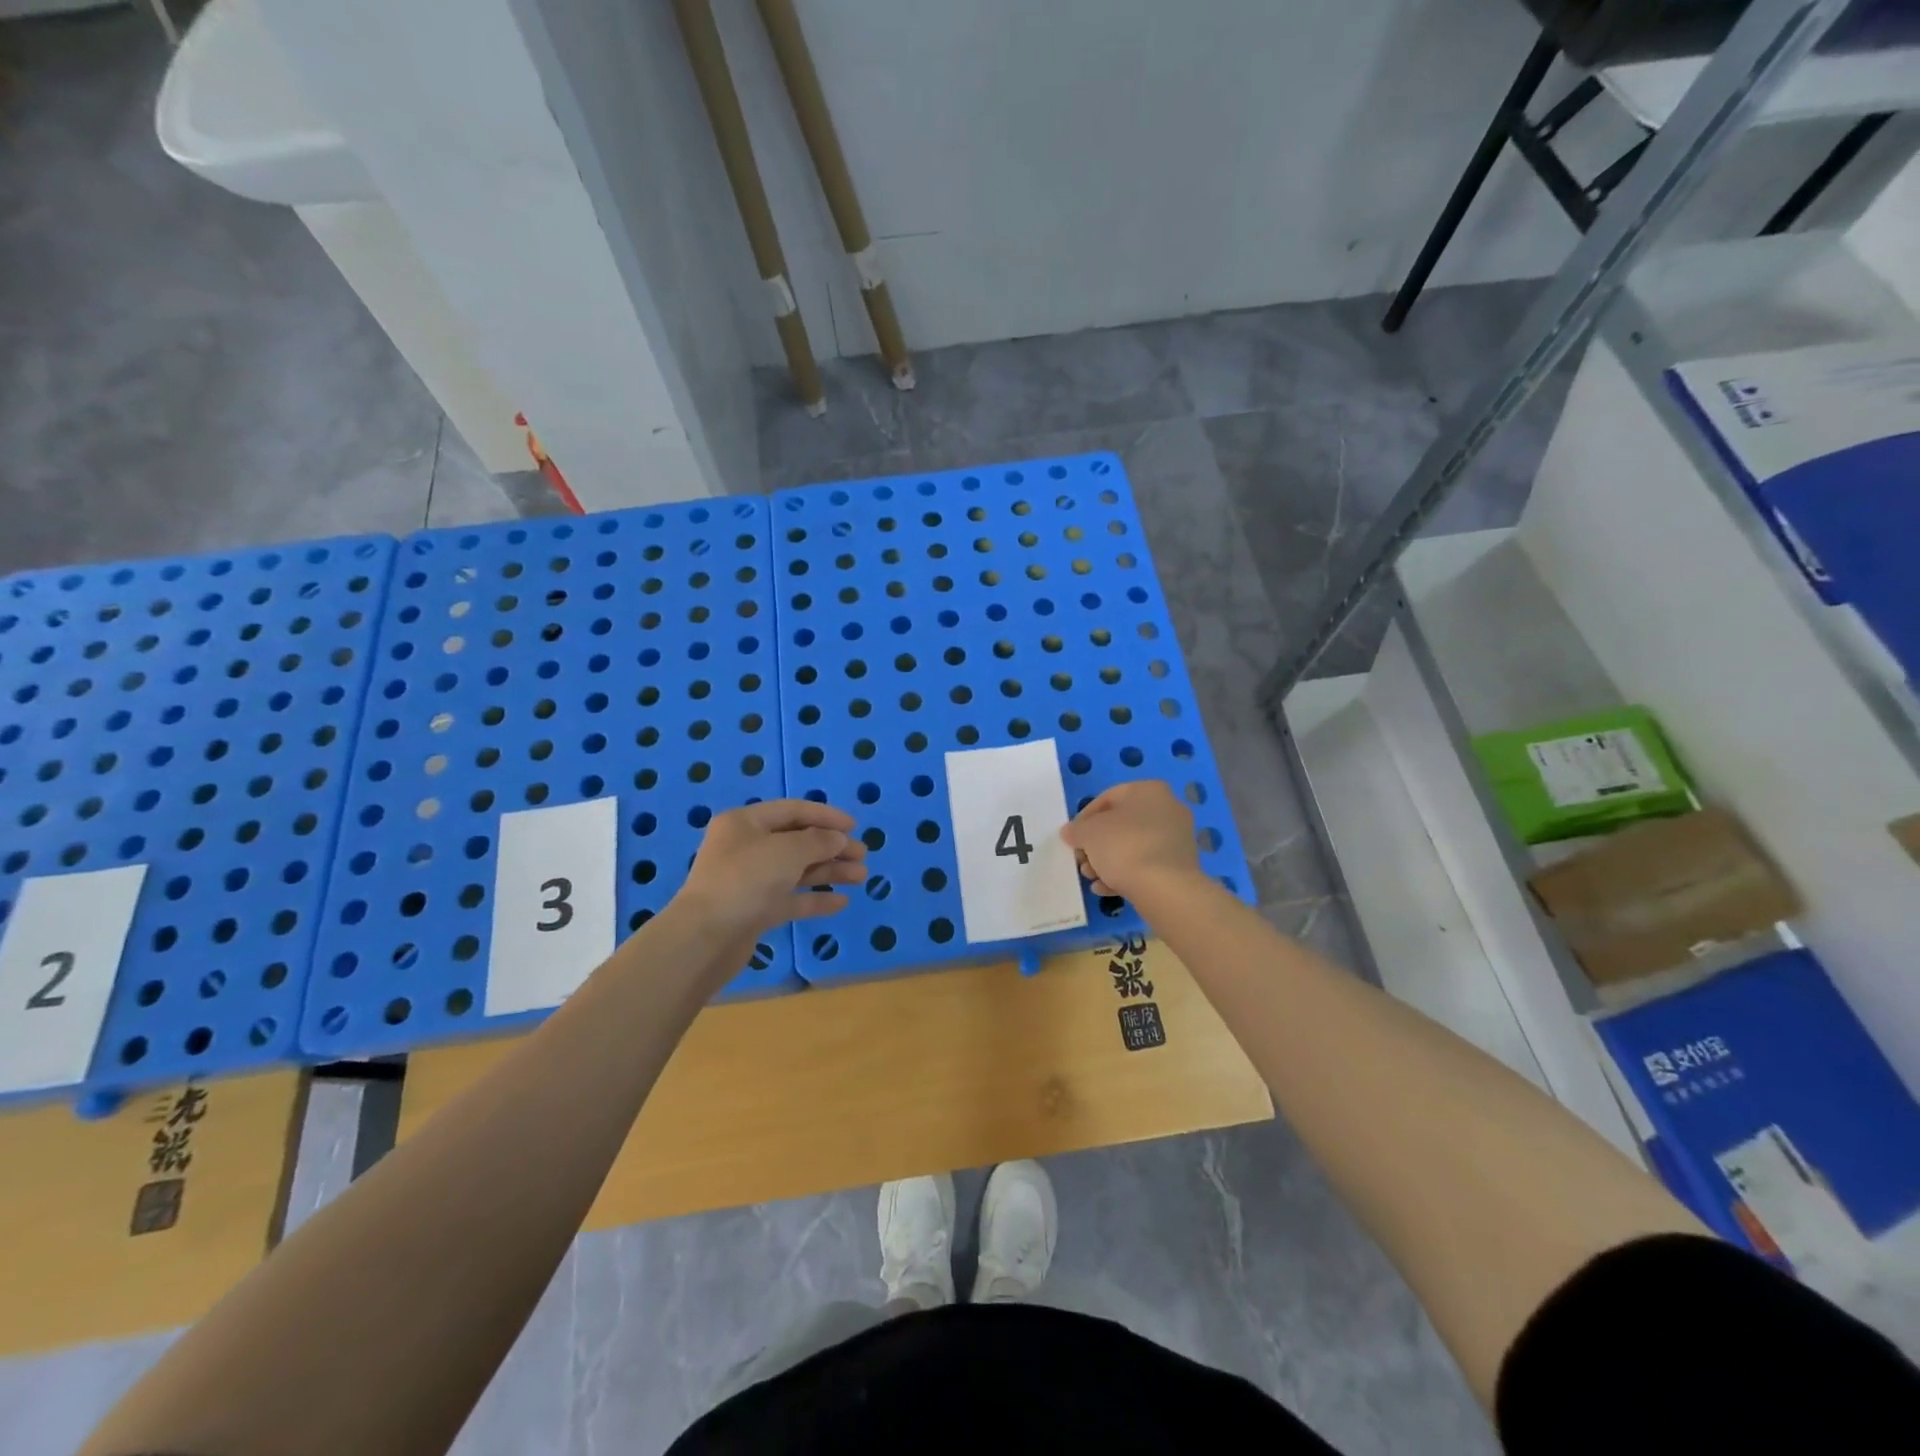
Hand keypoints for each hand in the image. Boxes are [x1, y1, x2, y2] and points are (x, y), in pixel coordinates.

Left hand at [676, 799, 866, 940]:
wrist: (705, 939)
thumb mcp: (788, 851)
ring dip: (829, 871)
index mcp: (745, 823)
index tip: (855, 826)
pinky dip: (814, 898)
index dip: (826, 816)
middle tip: (862, 855)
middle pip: (797, 841)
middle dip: (832, 846)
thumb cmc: (746, 880)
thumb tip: (838, 838)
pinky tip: (841, 902)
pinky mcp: (754, 910)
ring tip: (861, 877)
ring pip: (796, 870)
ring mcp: (750, 880)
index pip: (793, 810)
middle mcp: (746, 847)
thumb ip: (819, 841)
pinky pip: (790, 898)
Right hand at [1060, 780, 1199, 901]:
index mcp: (1149, 790)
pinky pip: (1146, 865)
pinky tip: (1106, 888)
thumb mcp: (1088, 833)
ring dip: (1107, 861)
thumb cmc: (1124, 847)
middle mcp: (1168, 809)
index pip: (1107, 798)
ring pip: (1133, 847)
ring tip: (1091, 877)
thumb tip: (1070, 832)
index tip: (1073, 837)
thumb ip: (1076, 829)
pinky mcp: (1180, 866)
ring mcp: (1177, 839)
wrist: (1165, 888)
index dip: (1084, 818)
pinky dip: (1125, 874)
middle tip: (1081, 861)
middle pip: (1121, 825)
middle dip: (1096, 844)